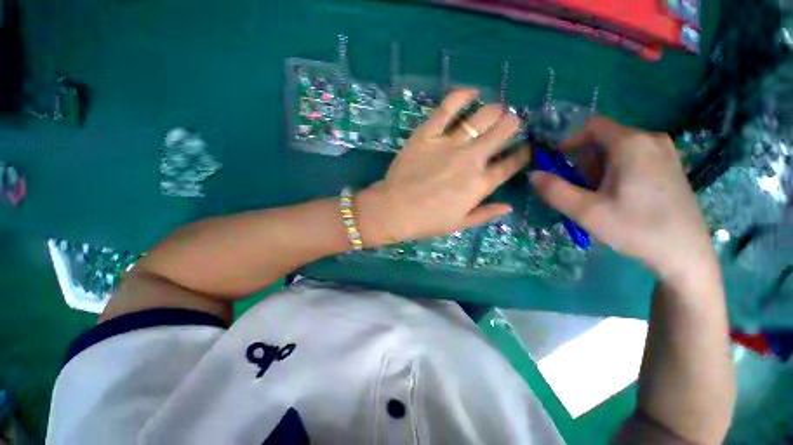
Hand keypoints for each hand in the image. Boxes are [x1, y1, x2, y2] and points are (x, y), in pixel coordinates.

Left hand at [356, 89, 529, 245]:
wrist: (394, 210)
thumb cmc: (427, 221)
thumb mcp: (459, 224)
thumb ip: (485, 214)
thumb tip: (508, 206)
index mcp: (480, 184)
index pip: (512, 163)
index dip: (523, 153)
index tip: (526, 148)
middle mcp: (471, 159)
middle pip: (504, 130)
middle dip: (512, 124)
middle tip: (507, 126)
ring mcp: (449, 143)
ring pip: (483, 116)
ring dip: (495, 110)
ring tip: (494, 111)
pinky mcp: (428, 133)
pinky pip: (447, 107)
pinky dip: (461, 96)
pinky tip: (471, 93)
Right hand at [530, 117, 715, 279]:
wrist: (685, 254)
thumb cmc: (635, 229)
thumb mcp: (586, 211)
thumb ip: (554, 190)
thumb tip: (533, 174)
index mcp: (631, 143)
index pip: (592, 126)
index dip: (569, 142)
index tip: (558, 164)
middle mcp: (651, 139)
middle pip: (604, 139)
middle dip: (584, 162)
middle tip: (580, 190)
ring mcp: (665, 153)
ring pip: (618, 150)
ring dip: (598, 169)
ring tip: (599, 197)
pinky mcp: (670, 167)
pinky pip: (634, 159)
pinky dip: (616, 172)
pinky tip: (619, 197)